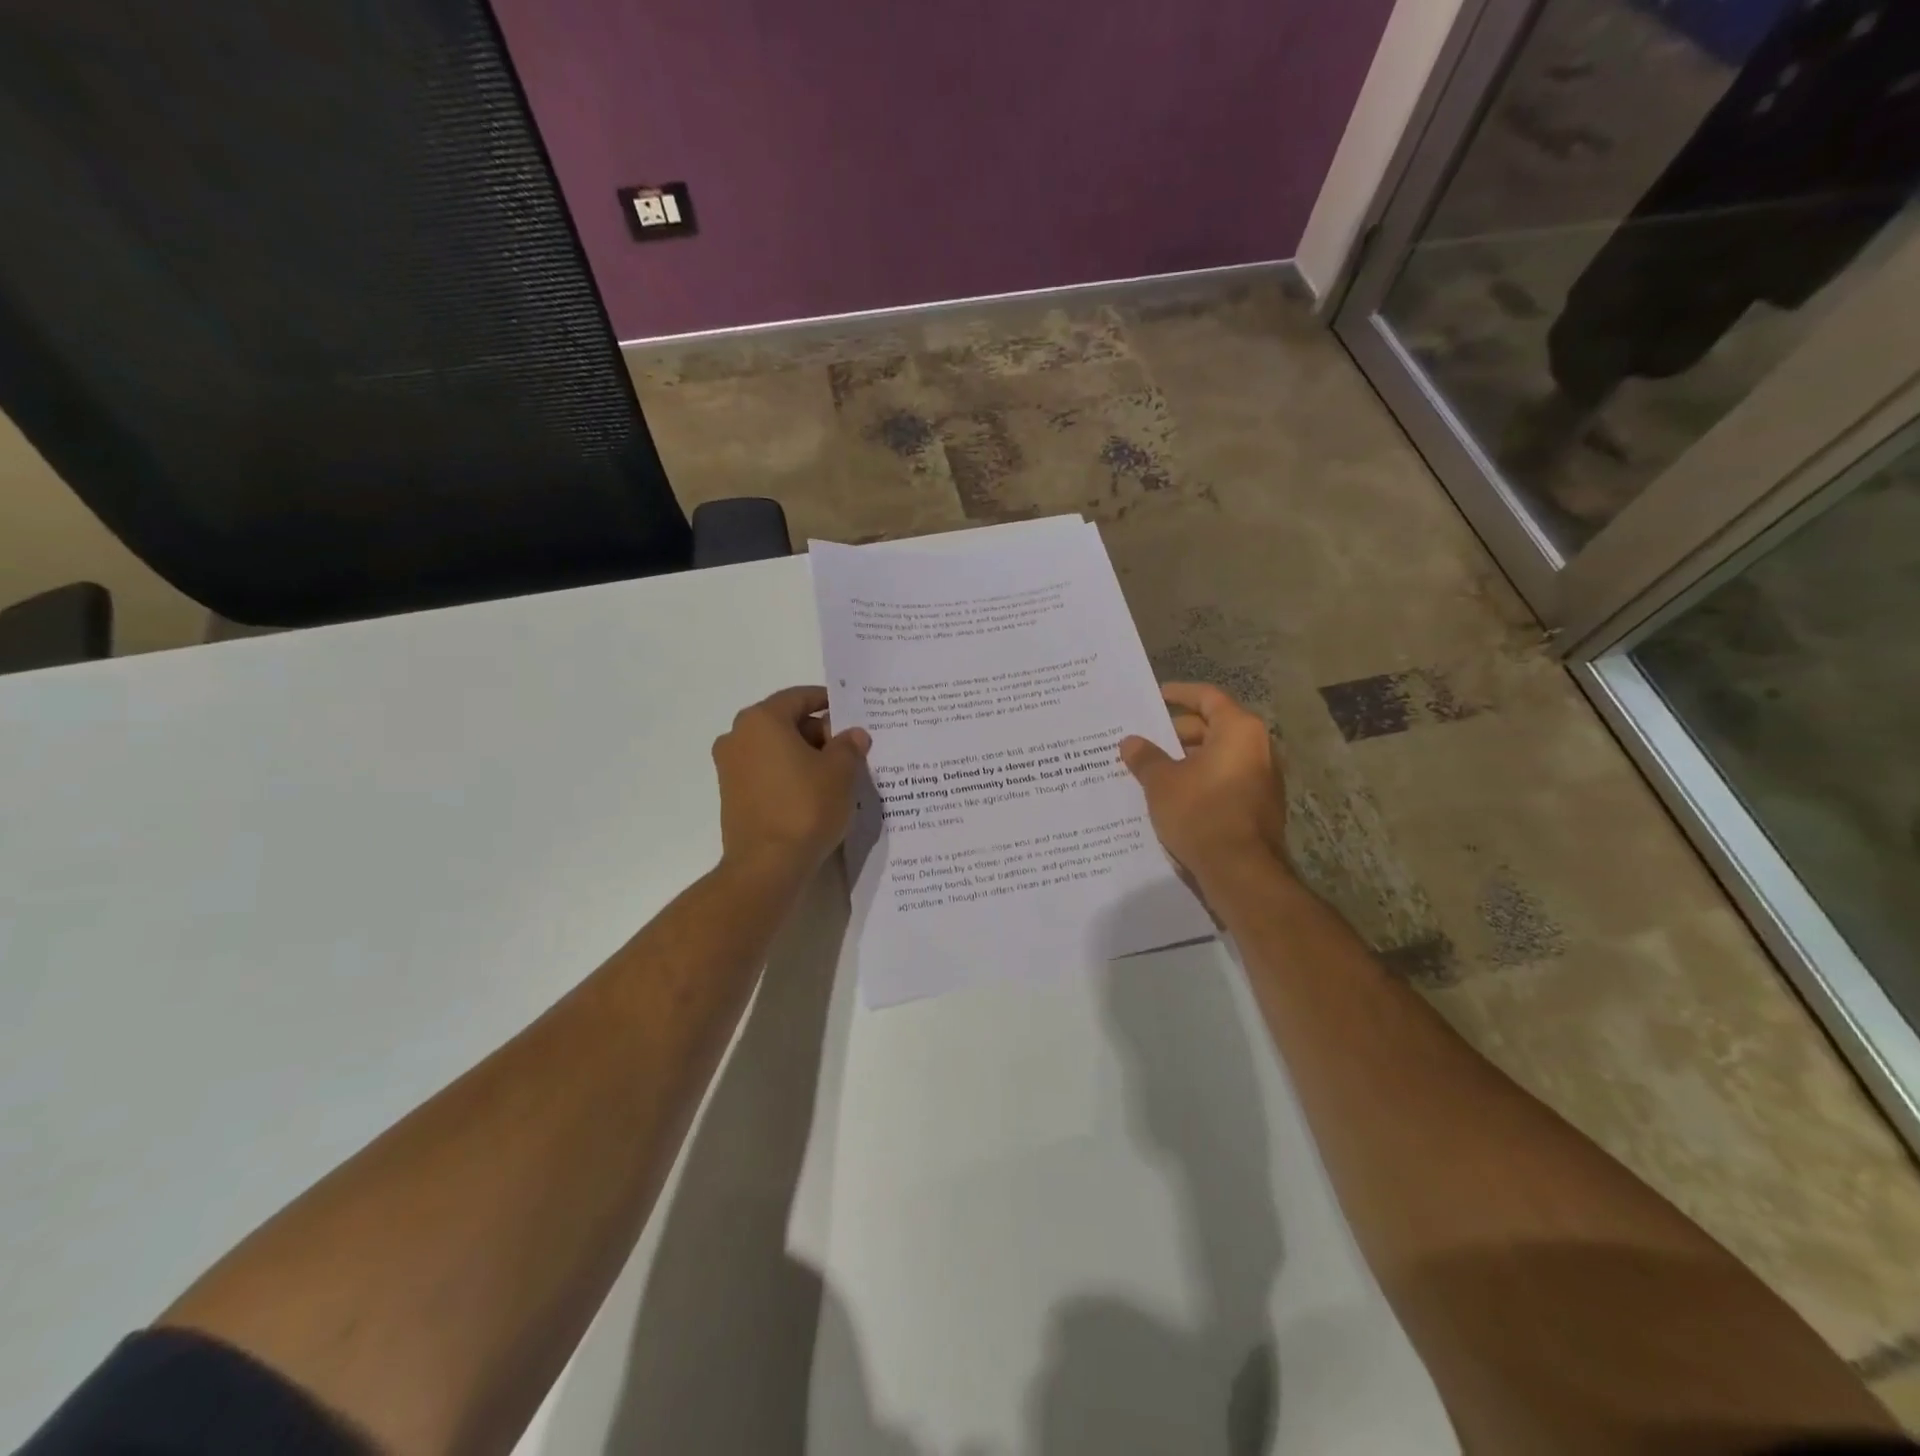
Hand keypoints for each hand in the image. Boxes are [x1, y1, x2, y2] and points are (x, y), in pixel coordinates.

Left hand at [712, 686, 870, 878]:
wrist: (767, 865)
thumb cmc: (805, 807)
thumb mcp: (840, 772)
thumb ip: (849, 745)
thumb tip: (854, 734)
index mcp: (762, 720)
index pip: (799, 697)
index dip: (828, 702)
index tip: (851, 714)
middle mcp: (738, 736)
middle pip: (785, 722)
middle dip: (818, 732)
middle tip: (849, 749)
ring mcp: (730, 767)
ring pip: (774, 748)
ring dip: (803, 755)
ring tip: (835, 774)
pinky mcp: (731, 795)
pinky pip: (765, 772)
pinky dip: (788, 774)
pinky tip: (812, 793)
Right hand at [1119, 683, 1289, 886]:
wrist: (1241, 871)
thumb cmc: (1200, 813)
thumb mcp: (1162, 782)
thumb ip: (1145, 757)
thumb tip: (1130, 741)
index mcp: (1238, 730)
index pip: (1207, 697)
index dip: (1179, 694)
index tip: (1156, 696)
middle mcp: (1258, 748)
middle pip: (1213, 727)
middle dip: (1177, 732)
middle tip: (1145, 739)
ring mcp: (1262, 779)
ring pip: (1217, 757)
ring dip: (1186, 759)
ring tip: (1152, 768)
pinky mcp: (1258, 806)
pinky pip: (1224, 780)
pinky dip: (1199, 780)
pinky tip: (1172, 794)